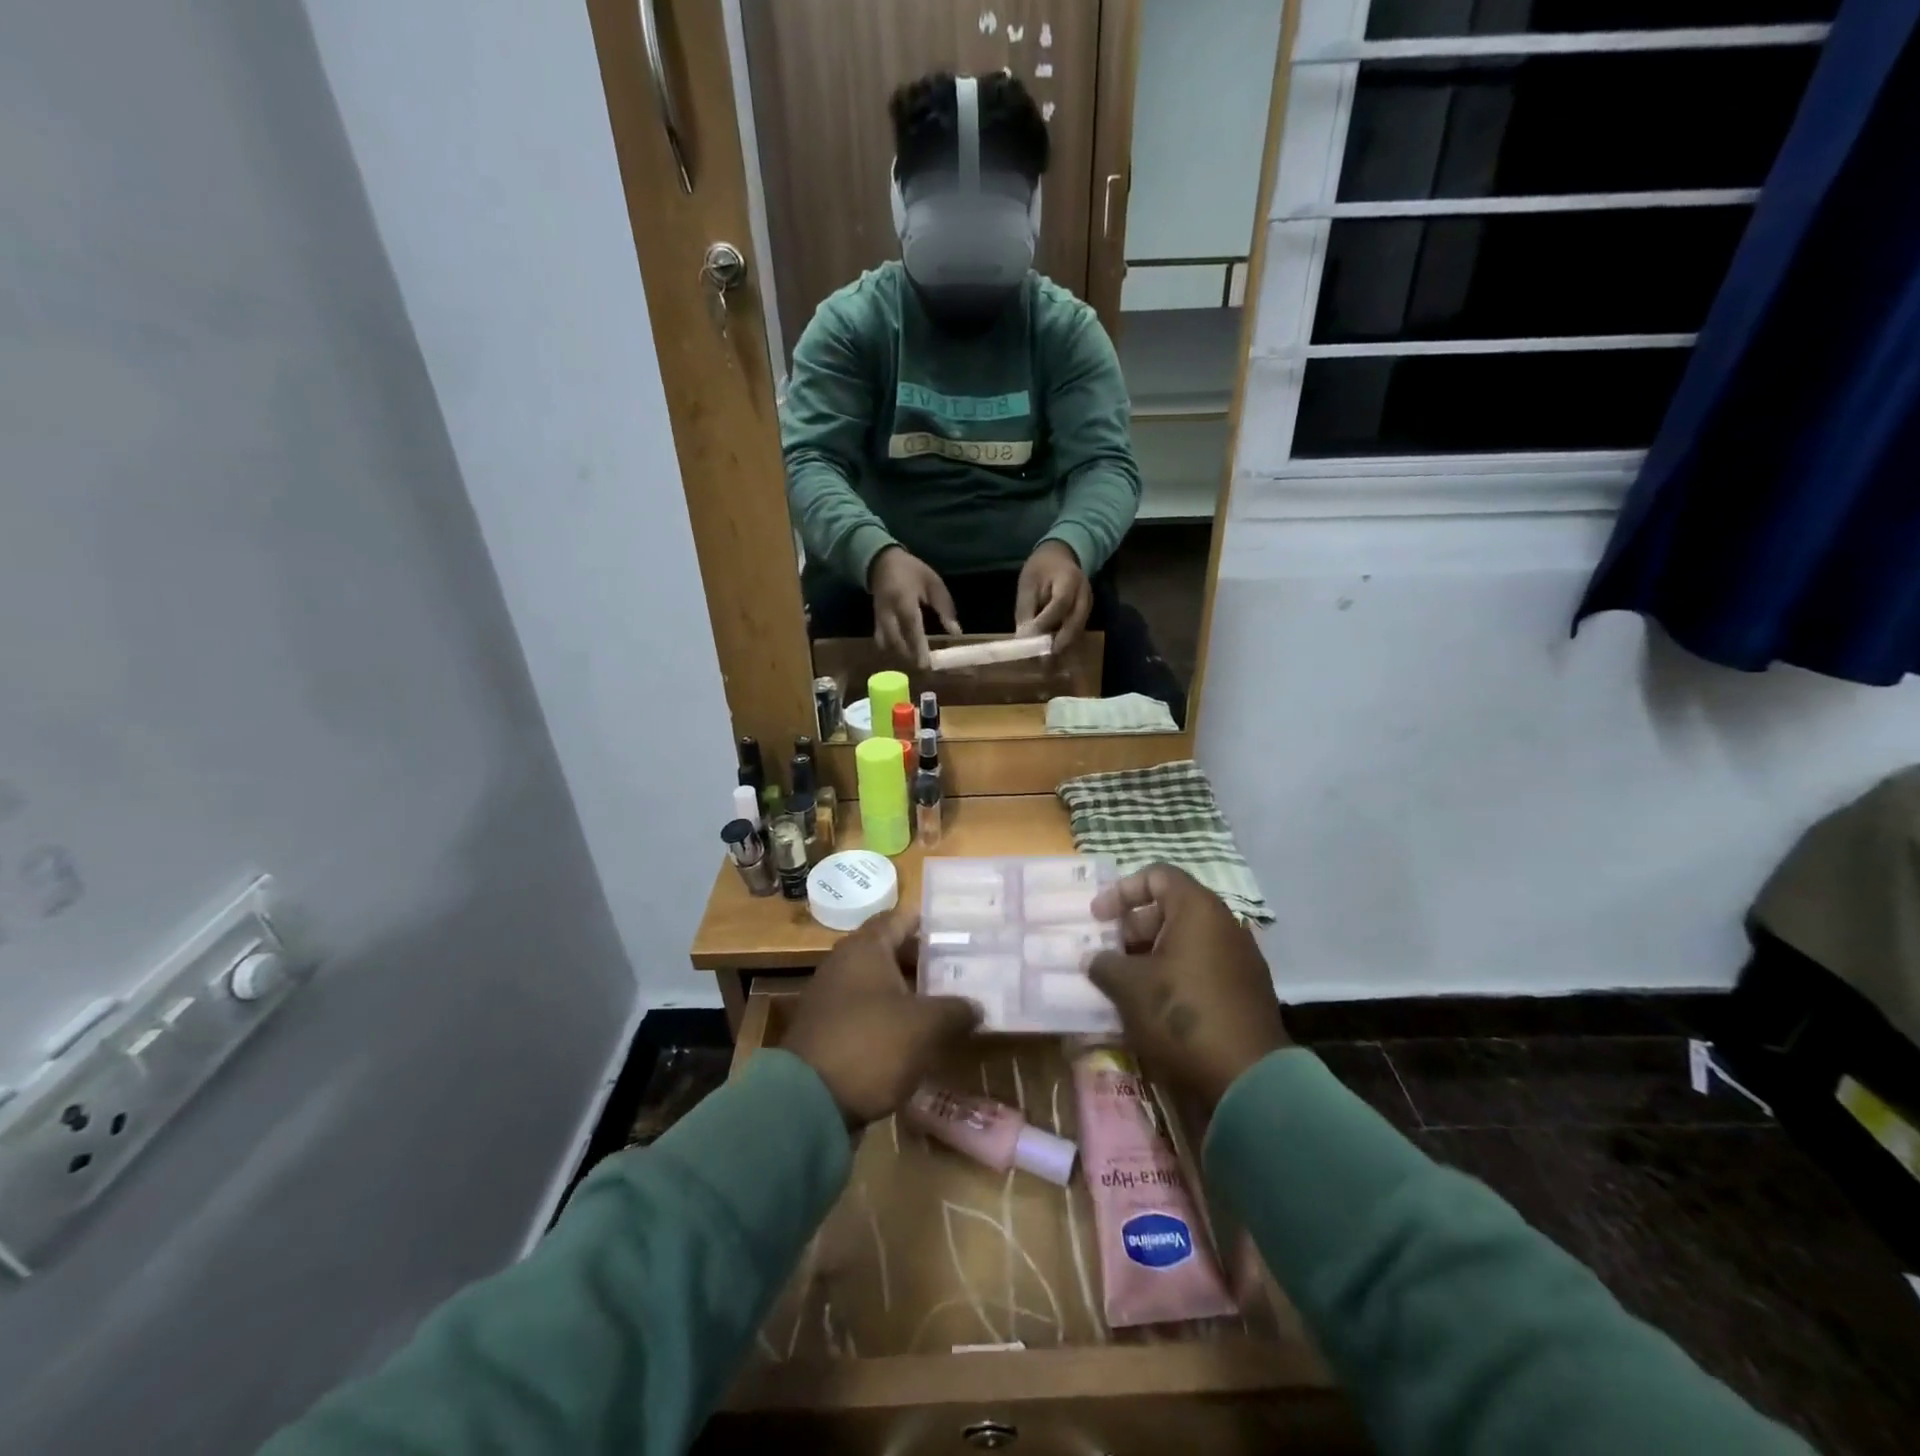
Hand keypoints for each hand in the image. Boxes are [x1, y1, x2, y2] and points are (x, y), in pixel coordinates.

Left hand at [782, 911, 982, 1128]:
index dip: (930, 922)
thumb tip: (976, 1006)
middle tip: (962, 968)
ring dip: (911, 992)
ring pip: (880, 984)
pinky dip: (893, 1018)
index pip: (901, 918)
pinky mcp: (829, 1031)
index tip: (960, 928)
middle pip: (891, 951)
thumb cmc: (871, 1045)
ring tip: (948, 1003)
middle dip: (925, 960)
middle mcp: (844, 964)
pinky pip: (869, 1013)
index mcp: (865, 948)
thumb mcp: (925, 1026)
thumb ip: (956, 1010)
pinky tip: (919, 1036)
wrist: (807, 1104)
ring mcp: (832, 998)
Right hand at [869, 546, 960, 668]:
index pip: (911, 626)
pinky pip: (881, 641)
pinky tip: (904, 653)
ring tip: (916, 661)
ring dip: (901, 655)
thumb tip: (955, 633)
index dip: (918, 646)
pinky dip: (892, 649)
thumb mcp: (933, 583)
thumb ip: (945, 608)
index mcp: (903, 598)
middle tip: (925, 666)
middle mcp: (888, 611)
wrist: (881, 562)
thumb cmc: (912, 571)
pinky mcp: (875, 621)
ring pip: (887, 644)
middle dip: (910, 655)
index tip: (926, 663)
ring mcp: (878, 618)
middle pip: (896, 640)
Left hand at [1015, 541, 1092, 651]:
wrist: (1061, 556)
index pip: (1060, 604)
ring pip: (1078, 631)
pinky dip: (1065, 643)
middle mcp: (1084, 594)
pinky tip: (1051, 654)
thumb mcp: (1028, 584)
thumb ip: (1026, 611)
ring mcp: (1088, 605)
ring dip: (1062, 648)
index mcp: (1069, 579)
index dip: (1046, 622)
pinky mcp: (1086, 614)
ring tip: (1045, 664)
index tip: (1031, 638)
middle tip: (1043, 662)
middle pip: (1075, 623)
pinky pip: (1077, 632)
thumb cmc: (1040, 569)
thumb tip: (1023, 639)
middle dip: (1059, 644)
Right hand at [1087, 864, 1290, 1110]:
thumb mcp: (1129, 987)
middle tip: (1107, 954)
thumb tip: (1094, 959)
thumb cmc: (1181, 1016)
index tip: (1098, 919)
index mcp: (1198, 910)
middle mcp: (1224, 925)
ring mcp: (1240, 959)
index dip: (1122, 891)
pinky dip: (1174, 976)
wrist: (1248, 1081)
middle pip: (1171, 908)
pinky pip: (1202, 968)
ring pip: (1186, 941)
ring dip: (1151, 955)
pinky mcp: (1246, 992)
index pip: (1157, 875)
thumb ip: (1104, 963)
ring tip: (1124, 983)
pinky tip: (1153, 1006)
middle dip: (1133, 927)